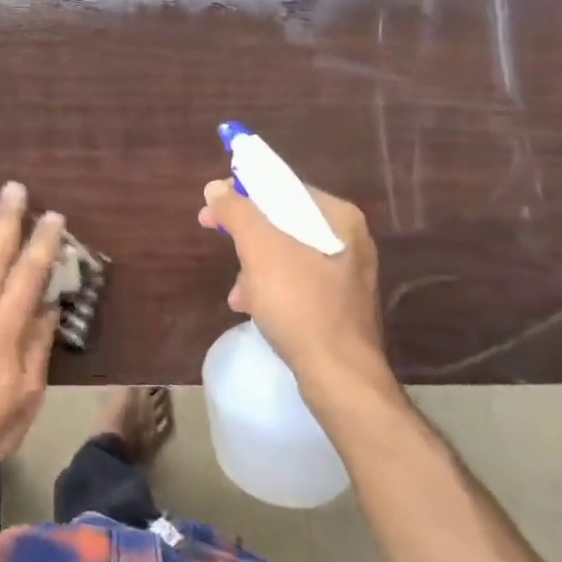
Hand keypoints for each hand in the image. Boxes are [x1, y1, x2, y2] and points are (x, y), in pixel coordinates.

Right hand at [198, 179, 390, 393]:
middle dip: (247, 235)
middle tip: (215, 236)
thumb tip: (216, 187)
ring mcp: (346, 273)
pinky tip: (252, 307)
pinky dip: (272, 287)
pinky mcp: (339, 304)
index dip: (243, 192)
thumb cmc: (299, 302)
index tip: (213, 208)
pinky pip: (297, 281)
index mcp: (338, 217)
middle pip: (284, 221)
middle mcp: (349, 239)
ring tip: (238, 291)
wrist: (338, 374)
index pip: (283, 188)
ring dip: (255, 266)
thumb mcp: (259, 248)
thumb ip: (236, 211)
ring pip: (287, 253)